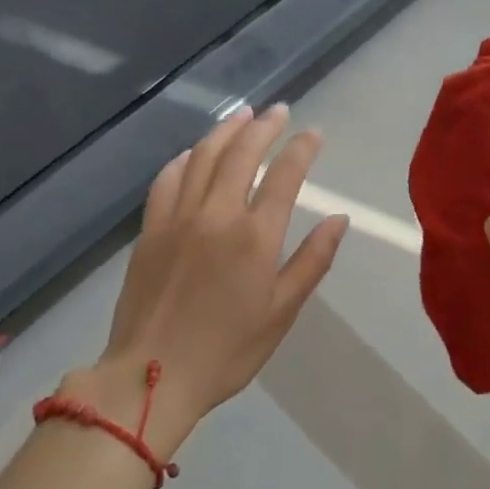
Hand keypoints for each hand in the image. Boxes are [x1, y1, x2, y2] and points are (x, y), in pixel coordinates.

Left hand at [63, 105, 347, 453]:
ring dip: (225, 130)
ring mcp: (178, 218)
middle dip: (264, 126)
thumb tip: (339, 218)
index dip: (302, 148)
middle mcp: (217, 214)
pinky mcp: (150, 229)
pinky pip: (167, 179)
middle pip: (242, 153)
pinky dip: (184, 159)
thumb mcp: (281, 311)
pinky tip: (193, 152)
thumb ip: (312, 260)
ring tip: (241, 115)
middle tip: (278, 111)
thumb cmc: (227, 350)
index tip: (314, 132)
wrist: (150, 377)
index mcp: (255, 236)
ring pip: (203, 156)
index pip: (285, 175)